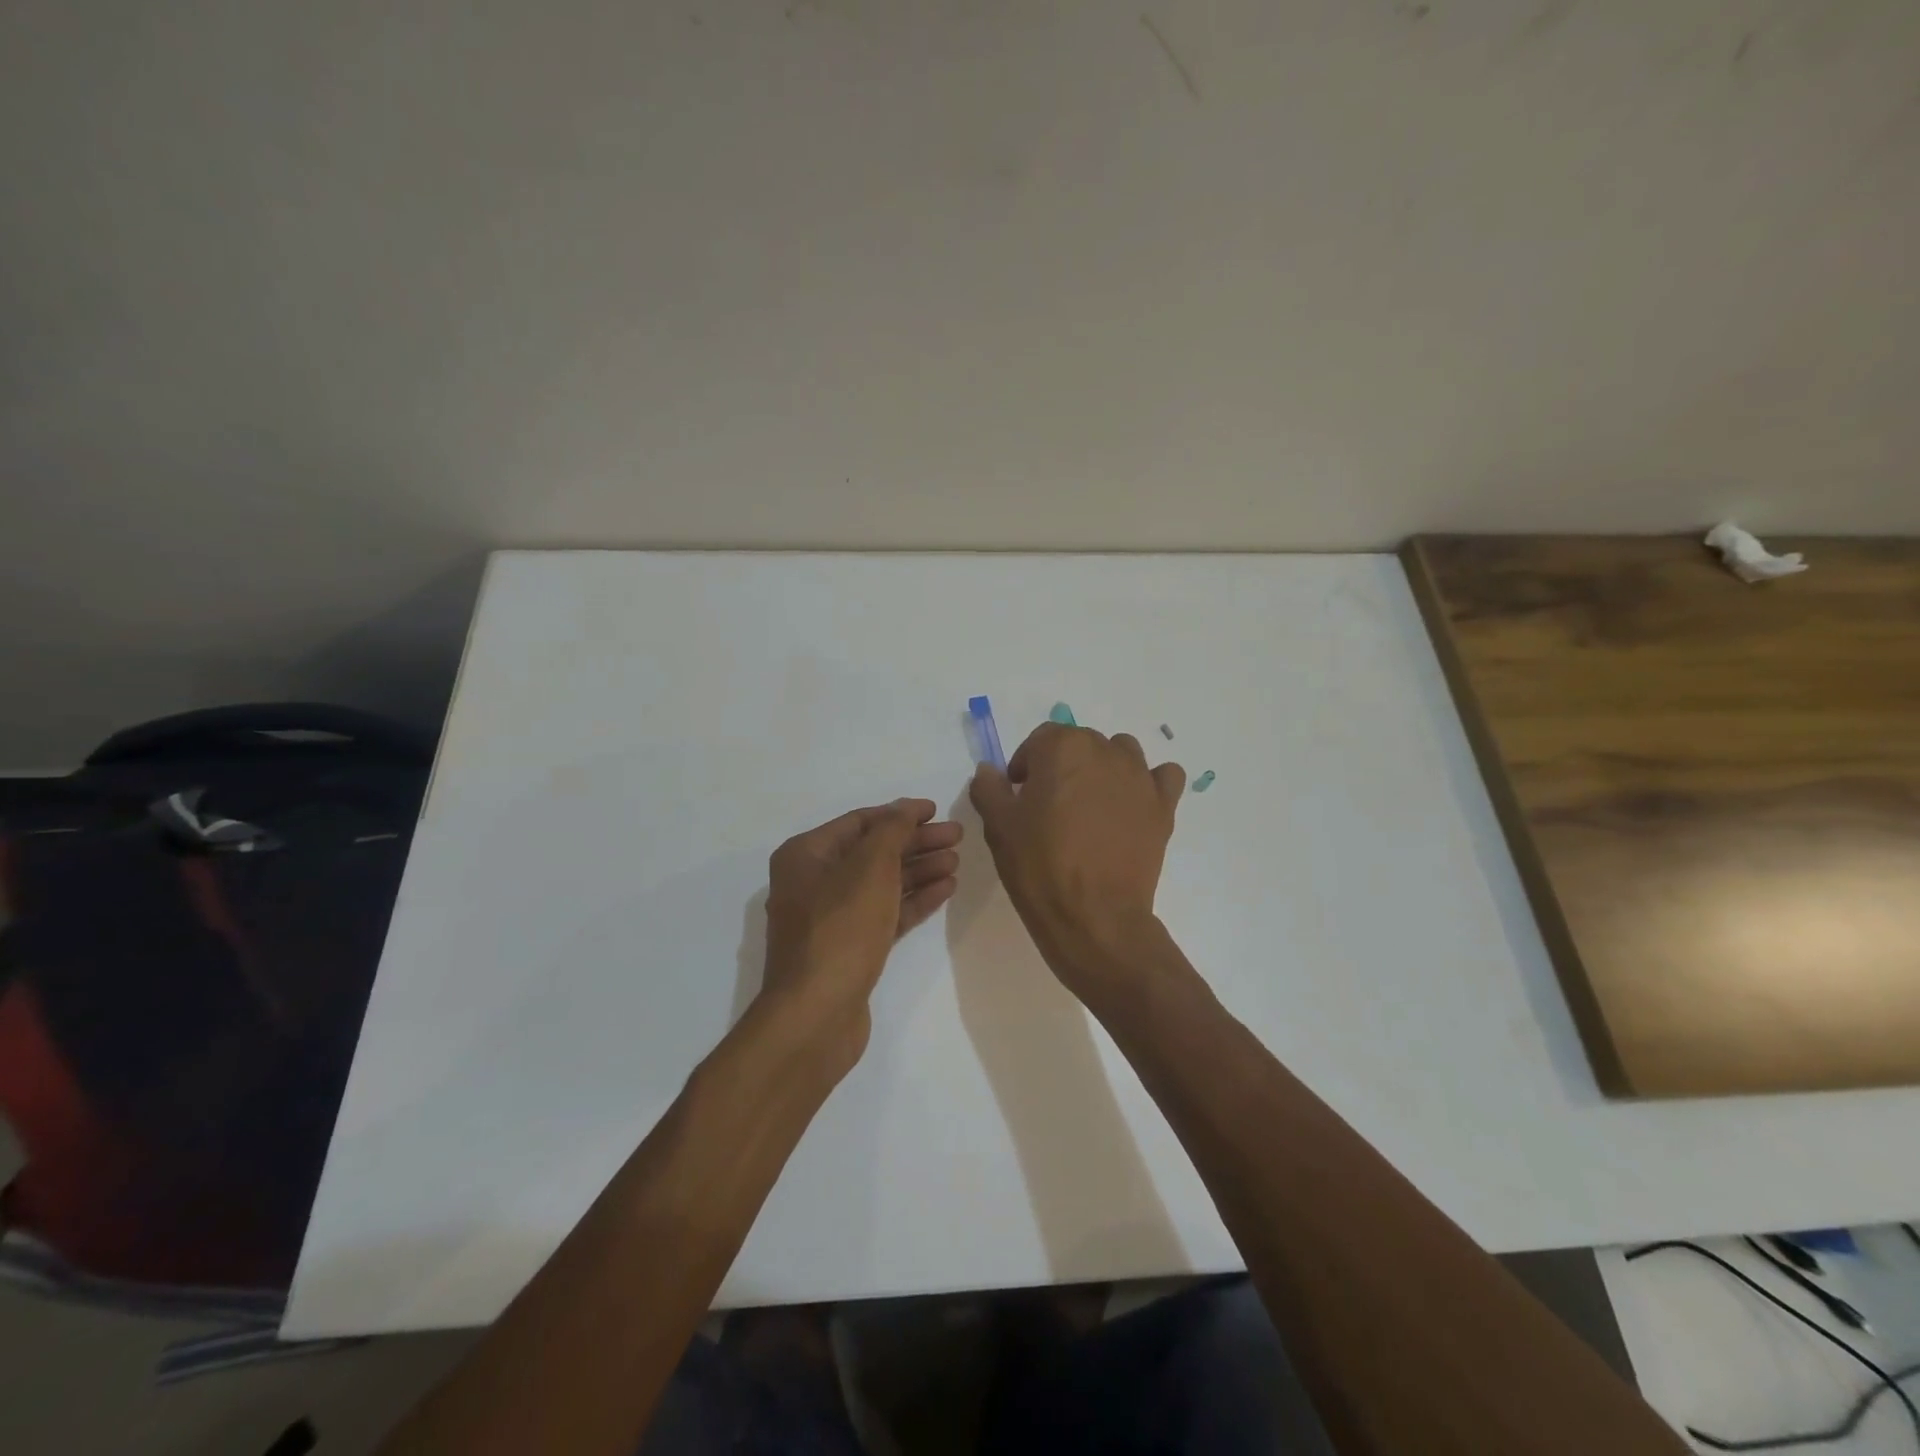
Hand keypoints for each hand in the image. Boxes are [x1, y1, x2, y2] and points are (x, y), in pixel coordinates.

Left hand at [758, 798, 961, 1075]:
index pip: (860, 822)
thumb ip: (892, 830)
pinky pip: (884, 913)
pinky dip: (913, 900)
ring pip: (881, 883)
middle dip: (915, 842)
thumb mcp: (870, 868)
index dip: (900, 814)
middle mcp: (813, 882)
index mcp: (806, 855)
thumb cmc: (840, 929)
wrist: (816, 1014)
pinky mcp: (849, 948)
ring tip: (956, 862)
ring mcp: (830, 918)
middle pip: (873, 852)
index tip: (936, 810)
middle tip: (957, 836)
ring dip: (919, 870)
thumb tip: (907, 808)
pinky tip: (945, 889)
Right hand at [969, 723, 1184, 990]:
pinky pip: (1163, 777)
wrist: (1094, 917)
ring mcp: (1139, 777)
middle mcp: (1105, 751)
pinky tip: (1134, 805)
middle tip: (1050, 807)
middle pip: (1080, 744)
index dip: (1026, 765)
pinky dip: (1150, 783)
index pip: (1040, 740)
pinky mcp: (1163, 806)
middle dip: (1062, 767)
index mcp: (1062, 748)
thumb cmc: (1039, 867)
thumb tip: (989, 771)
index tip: (1019, 796)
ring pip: (1121, 753)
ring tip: (1091, 806)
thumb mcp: (999, 827)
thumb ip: (989, 789)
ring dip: (1103, 769)